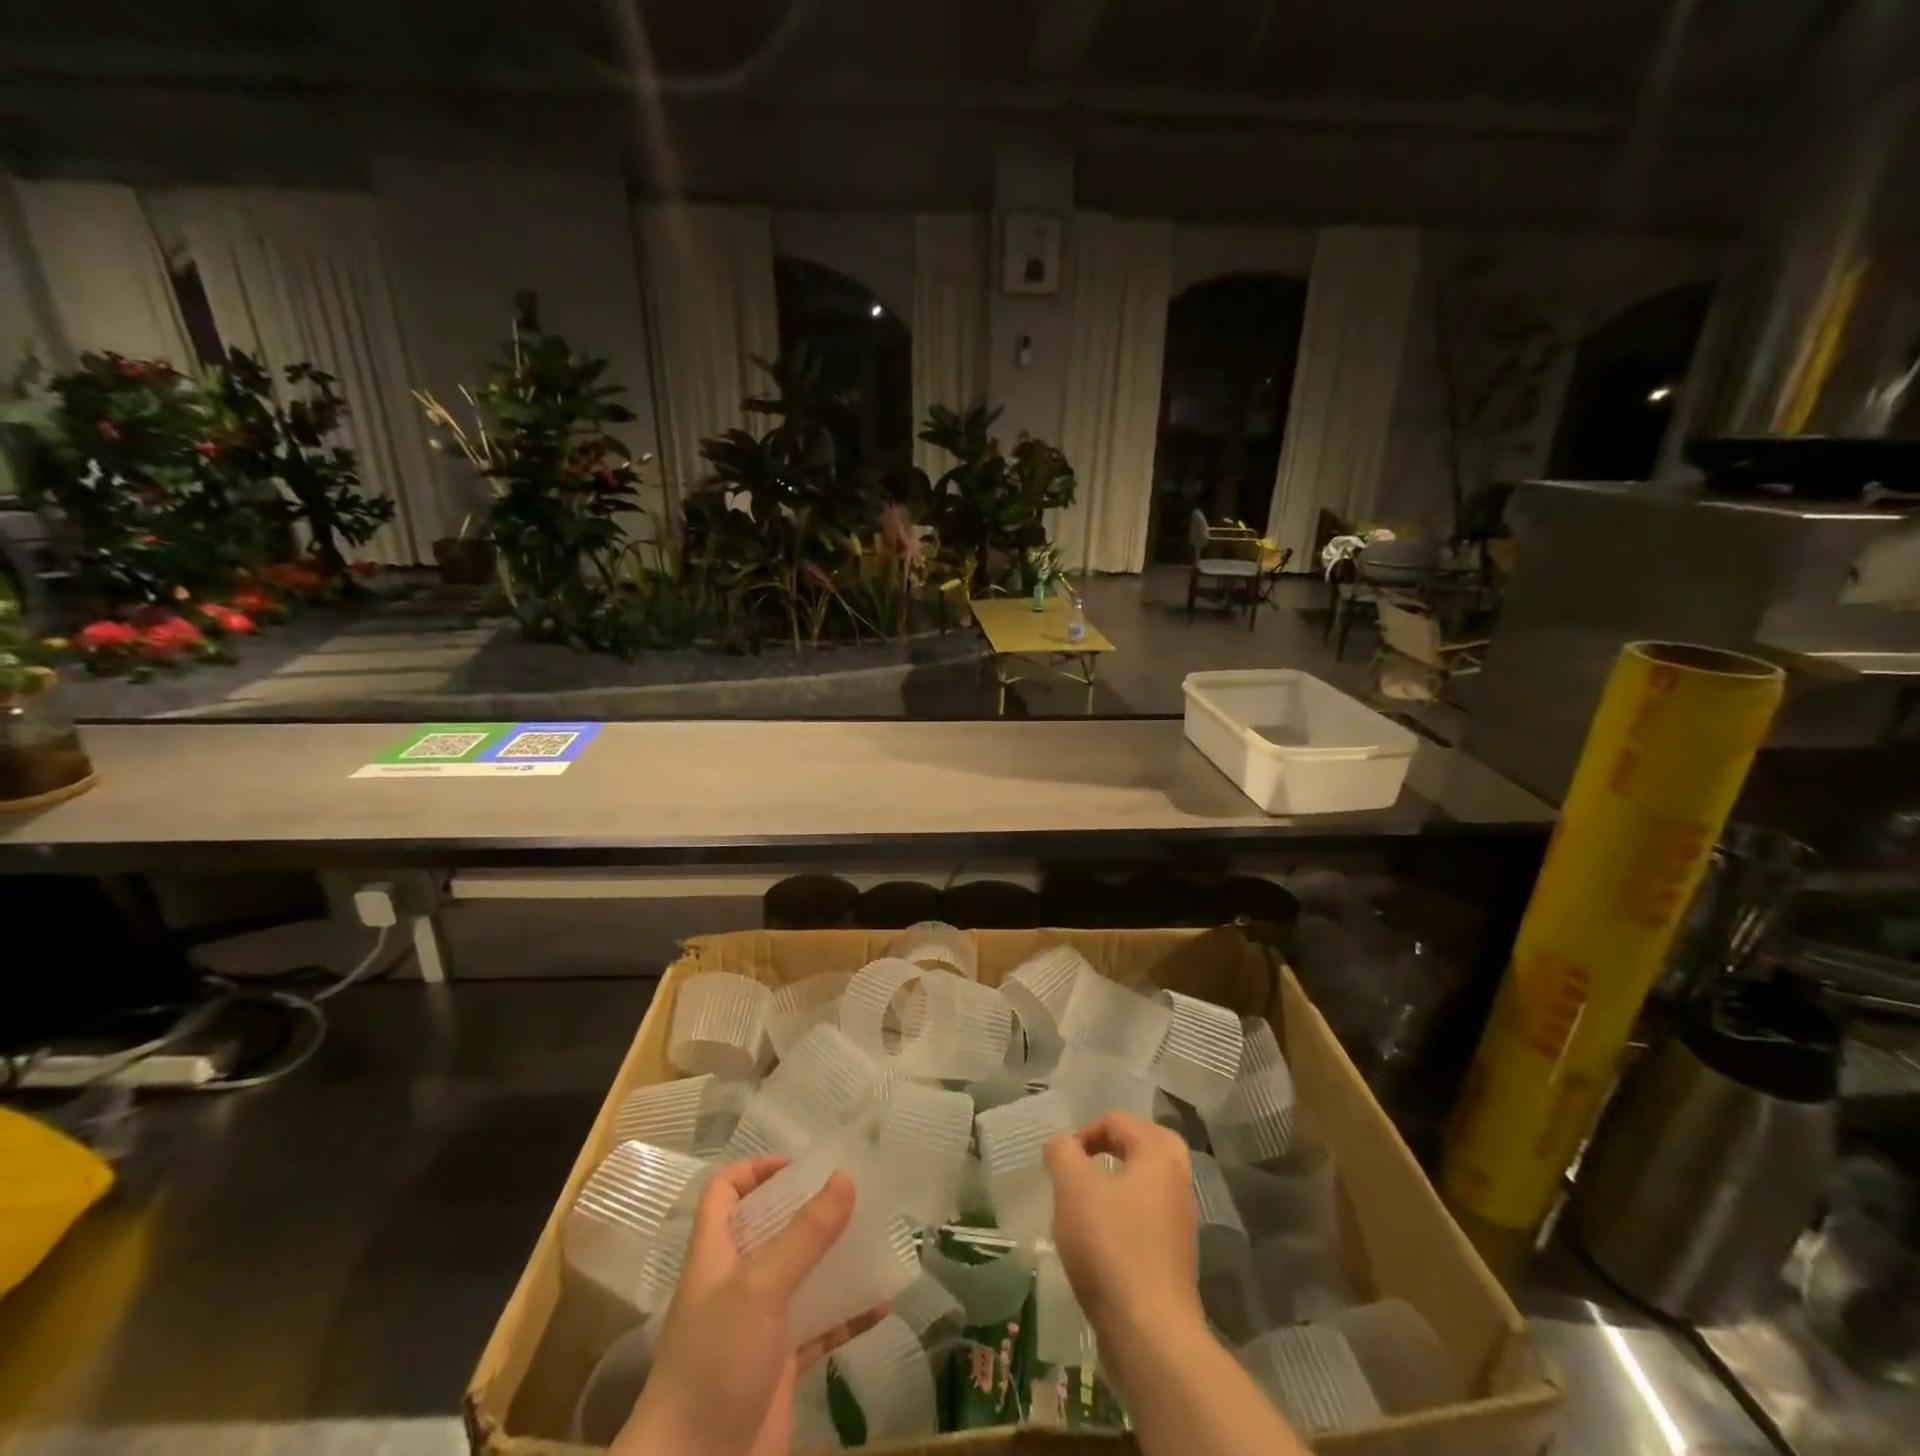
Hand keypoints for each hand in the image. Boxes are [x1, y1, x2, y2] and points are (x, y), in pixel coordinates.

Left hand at [613, 1157, 885, 1455]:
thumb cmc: (716, 1364)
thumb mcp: (760, 1288)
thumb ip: (804, 1234)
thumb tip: (845, 1177)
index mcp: (715, 1254)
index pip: (725, 1192)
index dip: (756, 1170)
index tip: (801, 1167)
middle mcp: (735, 1284)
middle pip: (770, 1229)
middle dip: (808, 1210)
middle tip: (853, 1195)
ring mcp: (758, 1327)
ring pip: (801, 1276)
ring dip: (835, 1259)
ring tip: (876, 1238)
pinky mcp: (779, 1368)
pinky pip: (820, 1328)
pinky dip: (848, 1315)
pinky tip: (881, 1304)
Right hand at [1044, 1113, 1203, 1334]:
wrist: (1150, 1334)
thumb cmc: (1111, 1247)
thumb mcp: (1073, 1188)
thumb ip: (1062, 1153)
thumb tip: (1062, 1145)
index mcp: (1159, 1155)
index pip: (1119, 1121)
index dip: (1084, 1133)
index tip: (1061, 1162)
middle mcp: (1178, 1182)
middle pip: (1147, 1145)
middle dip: (1114, 1147)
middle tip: (1086, 1162)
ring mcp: (1181, 1223)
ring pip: (1149, 1184)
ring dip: (1119, 1183)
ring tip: (1087, 1202)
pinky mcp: (1175, 1259)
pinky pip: (1149, 1219)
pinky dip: (1126, 1216)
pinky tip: (1100, 1240)